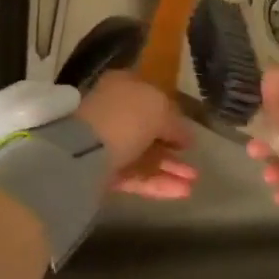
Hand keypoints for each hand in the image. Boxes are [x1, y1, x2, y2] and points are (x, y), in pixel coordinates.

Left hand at [75, 71, 196, 199]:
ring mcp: (106, 143)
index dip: (172, 115)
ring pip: (143, 156)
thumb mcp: (160, 110)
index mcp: (124, 86)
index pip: (151, 98)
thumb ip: (176, 123)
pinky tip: (181, 191)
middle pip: (147, 130)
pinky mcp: (102, 173)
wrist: (85, 151)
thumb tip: (186, 137)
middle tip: (194, 160)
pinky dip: (157, 183)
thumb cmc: (126, 117)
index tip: (188, 132)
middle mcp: (113, 112)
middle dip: (172, 147)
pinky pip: (134, 176)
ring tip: (194, 181)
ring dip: (169, 168)